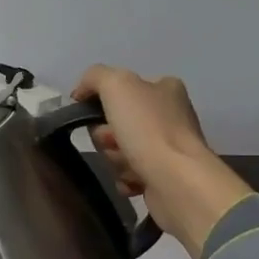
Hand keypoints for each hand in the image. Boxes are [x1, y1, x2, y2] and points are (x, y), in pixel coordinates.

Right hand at [73, 64, 251, 251]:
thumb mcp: (116, 84)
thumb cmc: (148, 128)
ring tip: (129, 165)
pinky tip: (135, 181)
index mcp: (165, 88)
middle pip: (116, 123)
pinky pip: (129, 175)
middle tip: (115, 142)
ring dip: (116, 159)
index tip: (97, 115)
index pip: (121, 89)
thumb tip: (80, 92)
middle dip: (107, 136)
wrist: (177, 180)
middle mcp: (170, 115)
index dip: (102, 103)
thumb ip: (94, 77)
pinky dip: (127, 179)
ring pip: (120, 150)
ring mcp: (169, 148)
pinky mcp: (165, 176)